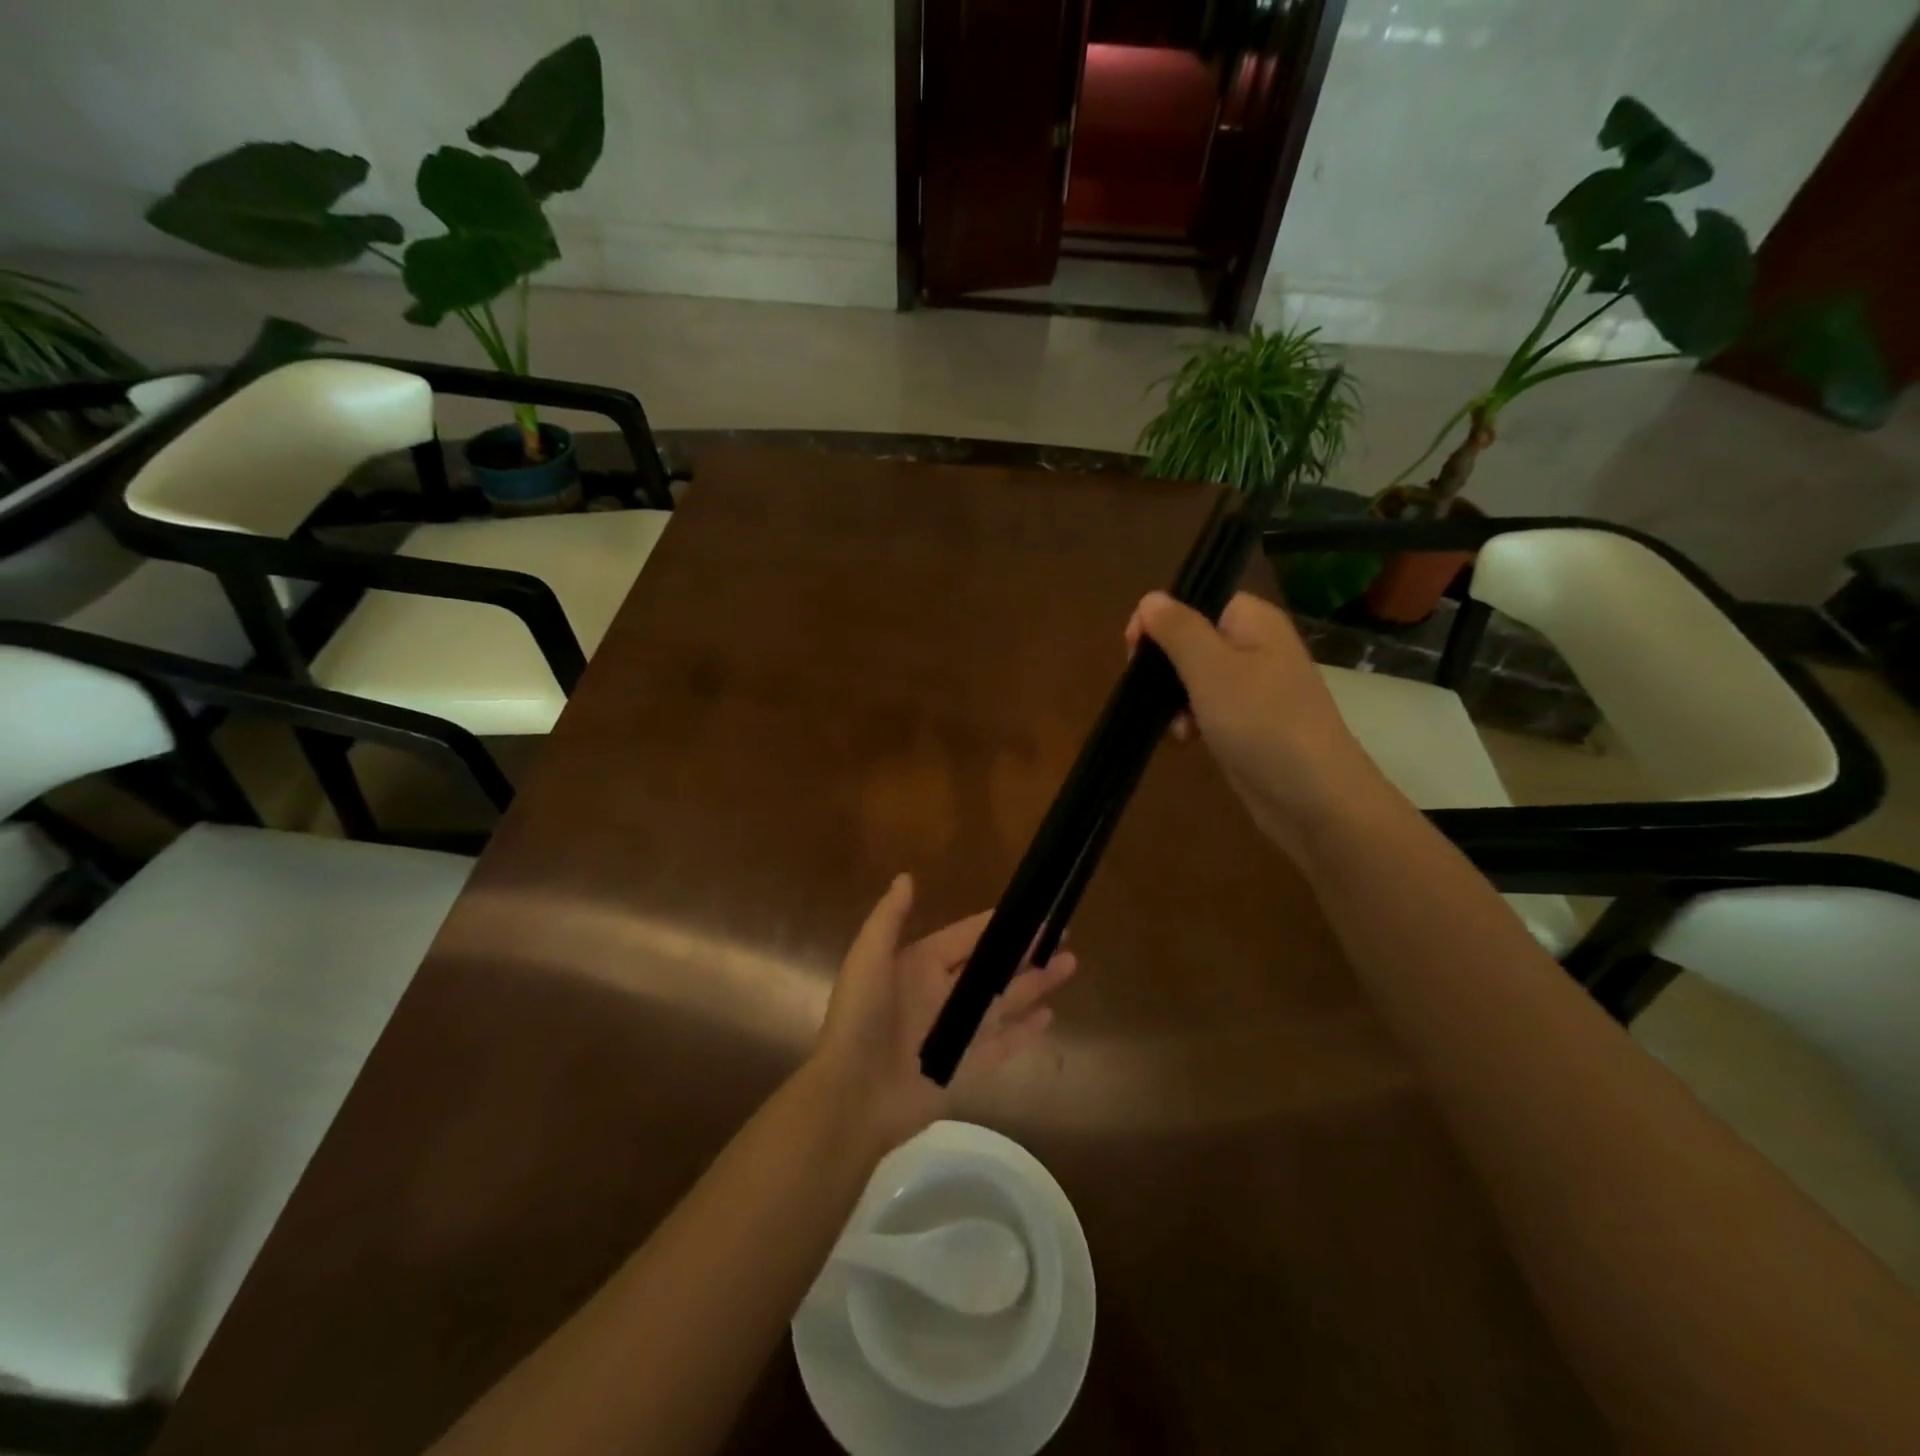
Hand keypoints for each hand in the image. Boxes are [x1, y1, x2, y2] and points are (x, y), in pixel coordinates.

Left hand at [812, 874, 1074, 1149]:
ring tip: (1069, 965)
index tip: (1031, 910)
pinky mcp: (966, 1067)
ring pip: (1005, 1001)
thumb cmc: (860, 1020)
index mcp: (920, 965)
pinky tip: (1050, 1017)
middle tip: (1063, 935)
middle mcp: (942, 994)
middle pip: (993, 967)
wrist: (851, 1097)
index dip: (998, 925)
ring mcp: (957, 1031)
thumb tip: (908, 877)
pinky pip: (1003, 1045)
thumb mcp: (868, 959)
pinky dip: (1025, 1032)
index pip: (967, 937)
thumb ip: (890, 918)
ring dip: (1036, 984)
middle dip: (1026, 951)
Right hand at [1126, 590, 1384, 852]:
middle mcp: (1256, 647)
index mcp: (1253, 621)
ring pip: (1194, 680)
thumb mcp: (1210, 668)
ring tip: (1175, 729)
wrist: (1313, 797)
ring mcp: (1254, 689)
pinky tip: (1185, 743)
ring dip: (1173, 701)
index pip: (1196, 601)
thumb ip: (1177, 629)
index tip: (1136, 653)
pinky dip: (1190, 723)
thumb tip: (1150, 598)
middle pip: (1191, 641)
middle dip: (1164, 668)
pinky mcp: (1249, 724)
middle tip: (1153, 694)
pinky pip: (1207, 710)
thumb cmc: (1260, 722)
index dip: (1161, 621)